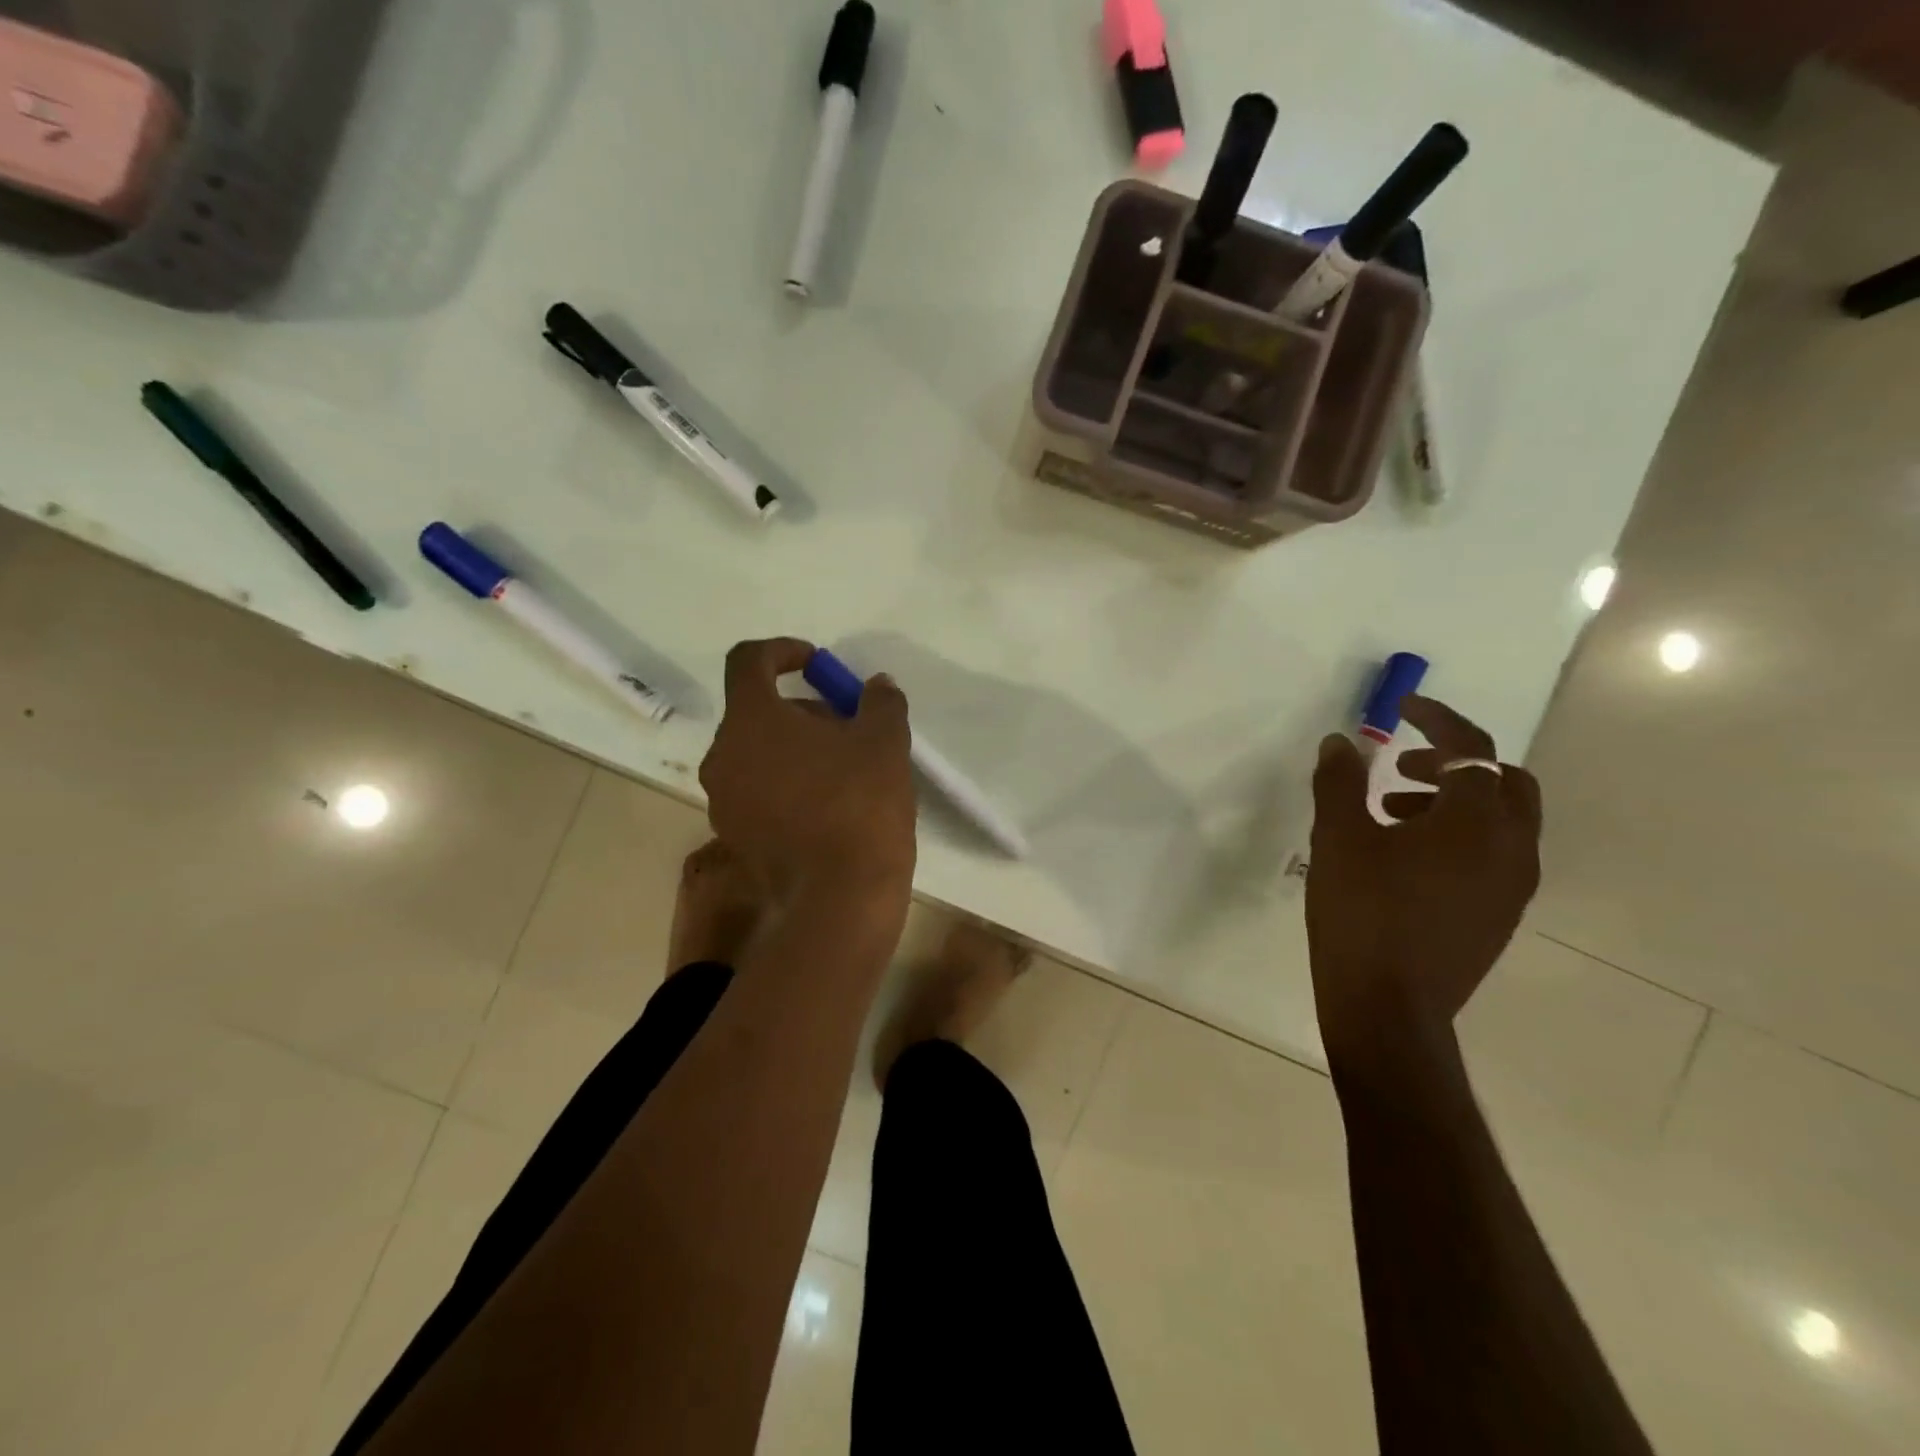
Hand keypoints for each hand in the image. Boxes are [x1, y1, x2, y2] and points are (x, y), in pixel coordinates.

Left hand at [700, 638, 916, 905]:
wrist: (840, 899)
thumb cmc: (859, 805)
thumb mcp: (885, 742)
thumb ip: (880, 702)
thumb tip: (877, 686)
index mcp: (750, 721)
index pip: (748, 661)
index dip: (782, 651)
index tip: (816, 664)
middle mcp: (723, 757)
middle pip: (757, 712)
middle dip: (803, 710)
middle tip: (849, 727)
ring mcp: (724, 802)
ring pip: (757, 755)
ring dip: (795, 749)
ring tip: (845, 769)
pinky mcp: (735, 839)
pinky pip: (758, 792)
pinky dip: (787, 784)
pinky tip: (830, 807)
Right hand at [1306, 695, 1541, 1077]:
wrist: (1388, 1008)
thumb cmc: (1362, 913)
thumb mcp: (1338, 839)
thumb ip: (1340, 782)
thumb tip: (1342, 742)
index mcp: (1477, 823)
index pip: (1472, 749)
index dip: (1438, 719)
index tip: (1404, 707)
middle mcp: (1512, 850)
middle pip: (1504, 783)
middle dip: (1454, 762)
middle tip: (1399, 764)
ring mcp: (1511, 888)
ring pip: (1501, 821)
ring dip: (1452, 801)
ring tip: (1389, 811)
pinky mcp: (1498, 916)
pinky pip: (1492, 855)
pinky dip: (1458, 835)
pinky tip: (1404, 856)